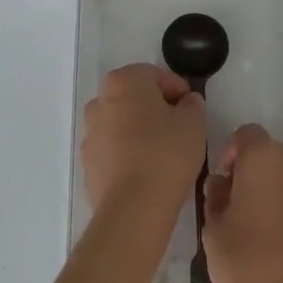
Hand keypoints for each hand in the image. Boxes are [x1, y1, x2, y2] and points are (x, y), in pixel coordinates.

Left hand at [81, 64, 208, 216]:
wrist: (133, 208)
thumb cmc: (166, 153)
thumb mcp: (194, 123)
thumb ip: (192, 105)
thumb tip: (186, 103)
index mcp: (123, 82)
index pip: (154, 74)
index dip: (176, 88)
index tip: (191, 106)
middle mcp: (100, 102)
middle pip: (133, 97)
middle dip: (155, 107)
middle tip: (179, 125)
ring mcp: (90, 135)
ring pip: (120, 124)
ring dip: (139, 131)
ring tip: (164, 151)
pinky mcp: (88, 165)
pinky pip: (113, 150)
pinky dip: (128, 154)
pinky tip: (147, 170)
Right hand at [203, 126, 282, 282]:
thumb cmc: (246, 263)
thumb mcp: (214, 229)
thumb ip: (215, 198)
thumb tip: (222, 186)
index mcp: (263, 158)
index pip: (245, 135)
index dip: (228, 153)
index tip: (219, 183)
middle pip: (265, 152)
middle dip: (246, 169)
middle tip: (227, 203)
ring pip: (281, 174)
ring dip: (264, 187)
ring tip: (245, 224)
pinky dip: (279, 204)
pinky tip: (265, 238)